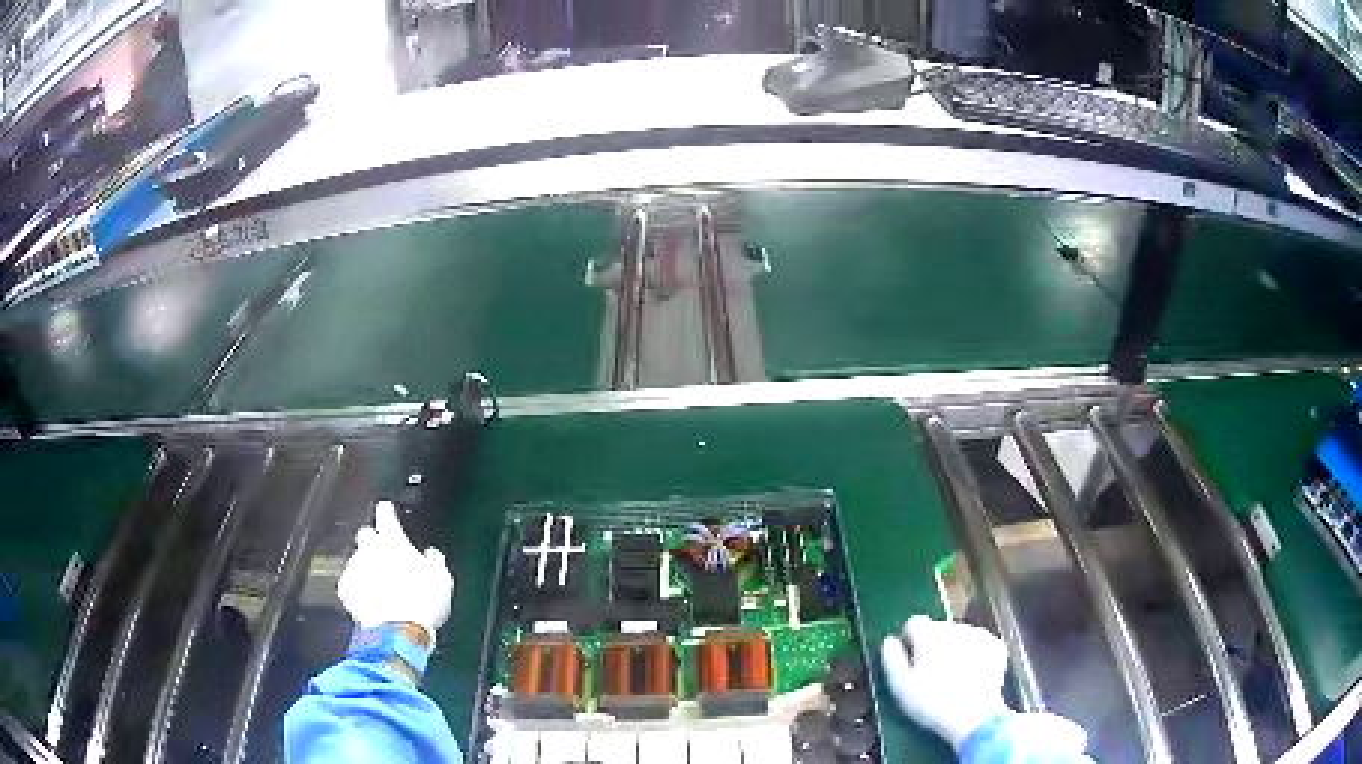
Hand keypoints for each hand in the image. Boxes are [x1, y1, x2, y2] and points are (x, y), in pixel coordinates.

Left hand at [337, 501, 453, 639]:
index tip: (387, 510)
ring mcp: (355, 568)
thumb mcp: (442, 579)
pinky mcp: (346, 590)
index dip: (387, 512)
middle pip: (366, 535)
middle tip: (385, 555)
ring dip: (366, 568)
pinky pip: (349, 583)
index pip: (386, 515)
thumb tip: (432, 555)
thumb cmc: (422, 603)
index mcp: (394, 541)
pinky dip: (357, 588)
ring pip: (357, 560)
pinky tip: (367, 598)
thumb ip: (434, 561)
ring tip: (380, 586)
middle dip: (373, 541)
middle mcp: (370, 549)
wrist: (399, 632)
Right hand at [880, 615, 1007, 748]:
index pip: (914, 622)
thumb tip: (889, 641)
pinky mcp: (995, 646)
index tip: (908, 658)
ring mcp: (979, 635)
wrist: (974, 716)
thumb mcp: (900, 686)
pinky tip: (969, 674)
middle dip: (932, 644)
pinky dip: (972, 653)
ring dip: (953, 648)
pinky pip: (978, 644)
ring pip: (959, 634)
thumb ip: (892, 659)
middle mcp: (955, 627)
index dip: (909, 639)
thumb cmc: (931, 702)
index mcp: (930, 633)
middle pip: (938, 628)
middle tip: (929, 671)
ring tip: (950, 675)